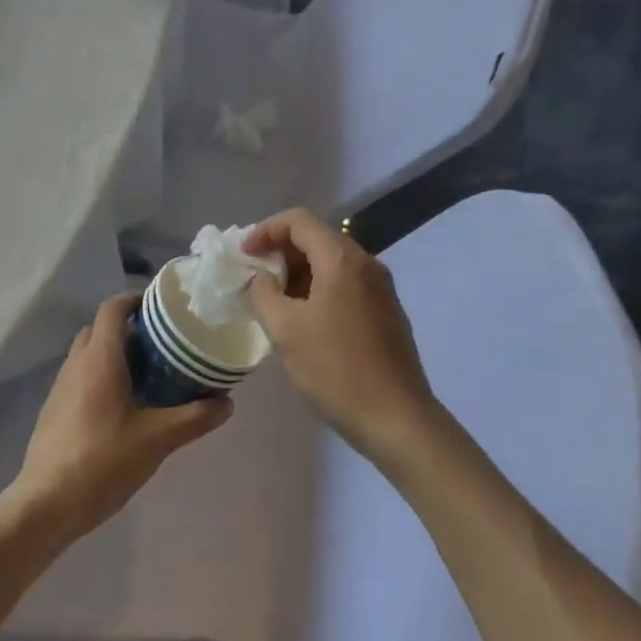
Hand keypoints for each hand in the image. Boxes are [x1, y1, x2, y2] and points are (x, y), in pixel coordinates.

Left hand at [7, 294, 231, 546]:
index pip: (113, 307)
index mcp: (99, 359)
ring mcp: (60, 387)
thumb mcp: (157, 440)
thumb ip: (194, 417)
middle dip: (129, 329)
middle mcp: (76, 364)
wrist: (46, 505)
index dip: (136, 299)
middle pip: (100, 328)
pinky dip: (101, 377)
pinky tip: (123, 408)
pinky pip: (80, 377)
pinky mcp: (54, 410)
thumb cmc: (102, 462)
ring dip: (114, 354)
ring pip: (88, 354)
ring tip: (148, 376)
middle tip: (162, 345)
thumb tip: (227, 403)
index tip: (162, 307)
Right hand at [243, 210, 436, 469]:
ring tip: (272, 300)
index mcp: (342, 259)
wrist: (397, 419)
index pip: (299, 221)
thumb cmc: (336, 369)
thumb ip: (263, 294)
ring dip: (298, 273)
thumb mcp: (285, 330)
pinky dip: (318, 289)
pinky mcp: (386, 313)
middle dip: (280, 251)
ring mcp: (380, 289)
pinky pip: (345, 285)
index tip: (243, 255)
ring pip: (331, 263)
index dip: (265, 230)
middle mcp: (366, 264)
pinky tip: (302, 319)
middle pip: (317, 238)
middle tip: (253, 276)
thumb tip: (260, 279)